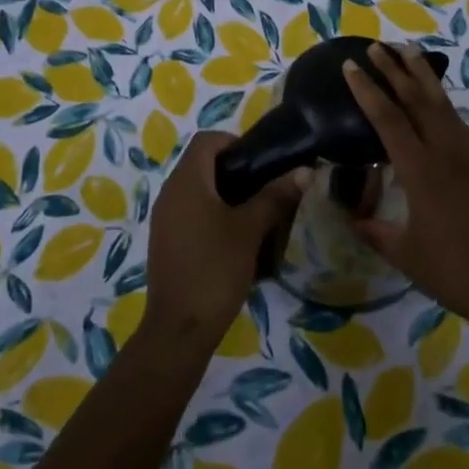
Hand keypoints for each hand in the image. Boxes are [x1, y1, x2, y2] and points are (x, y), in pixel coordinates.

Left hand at [144, 130, 307, 344]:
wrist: (179, 329)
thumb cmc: (215, 269)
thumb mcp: (250, 230)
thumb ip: (275, 196)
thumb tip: (305, 171)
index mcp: (186, 180)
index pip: (207, 140)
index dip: (234, 142)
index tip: (261, 161)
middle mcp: (169, 192)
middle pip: (201, 163)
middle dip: (234, 169)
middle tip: (265, 186)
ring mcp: (164, 218)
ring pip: (196, 189)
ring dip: (224, 193)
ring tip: (255, 212)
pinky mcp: (165, 241)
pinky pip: (189, 212)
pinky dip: (211, 213)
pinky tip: (234, 238)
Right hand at [345, 43, 468, 334]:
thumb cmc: (456, 272)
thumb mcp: (407, 255)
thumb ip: (377, 233)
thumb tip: (353, 219)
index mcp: (420, 170)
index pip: (387, 118)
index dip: (367, 89)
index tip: (350, 65)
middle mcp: (446, 151)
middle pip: (417, 98)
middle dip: (395, 68)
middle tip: (377, 46)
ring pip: (442, 103)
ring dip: (422, 75)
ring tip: (408, 52)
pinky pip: (457, 120)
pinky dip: (441, 101)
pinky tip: (435, 102)